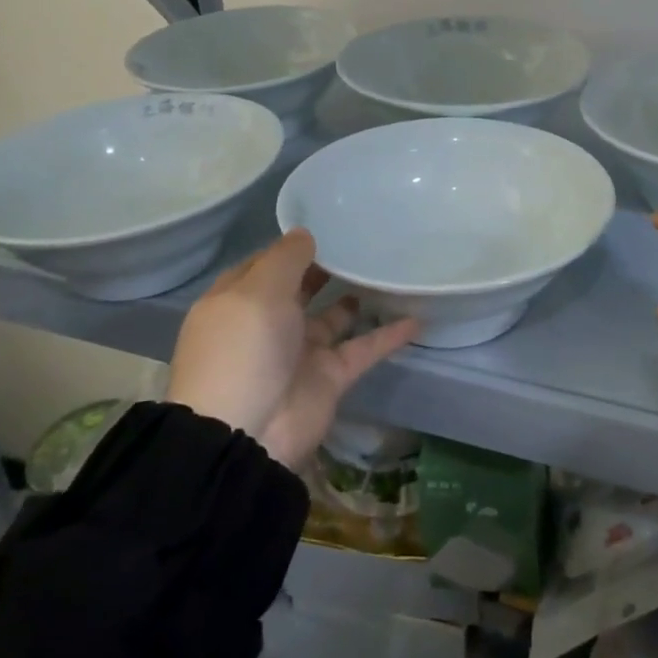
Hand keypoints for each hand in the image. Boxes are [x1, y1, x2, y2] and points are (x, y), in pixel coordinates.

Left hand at [166, 230, 420, 468]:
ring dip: (358, 296)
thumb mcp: (259, 289)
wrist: (246, 433)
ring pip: (335, 316)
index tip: (327, 224)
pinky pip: (363, 348)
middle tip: (363, 241)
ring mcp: (300, 352)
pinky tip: (417, 317)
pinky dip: (388, 335)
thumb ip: (286, 258)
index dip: (292, 246)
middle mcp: (269, 324)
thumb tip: (306, 234)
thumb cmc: (244, 347)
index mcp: (240, 302)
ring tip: (389, 268)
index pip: (266, 265)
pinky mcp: (329, 377)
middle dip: (327, 266)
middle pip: (301, 288)